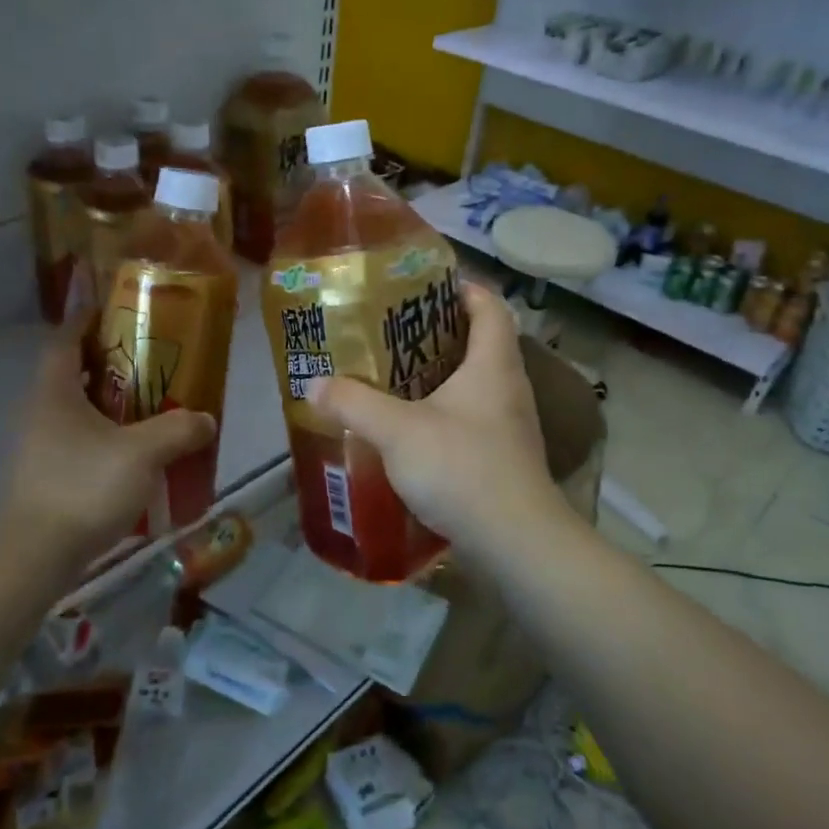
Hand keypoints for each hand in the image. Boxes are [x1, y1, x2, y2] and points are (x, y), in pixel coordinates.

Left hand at [0, 328, 215, 573]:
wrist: (36, 556)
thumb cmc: (83, 488)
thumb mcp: (142, 453)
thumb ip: (178, 430)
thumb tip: (206, 419)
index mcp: (55, 392)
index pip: (65, 338)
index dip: (87, 318)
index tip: (116, 309)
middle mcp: (41, 411)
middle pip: (72, 370)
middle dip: (108, 359)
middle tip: (149, 356)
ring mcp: (40, 445)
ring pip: (77, 407)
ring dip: (108, 399)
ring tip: (150, 400)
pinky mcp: (47, 474)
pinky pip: (79, 438)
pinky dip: (105, 432)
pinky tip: (134, 449)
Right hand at [304, 283, 568, 556]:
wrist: (514, 542)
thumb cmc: (461, 467)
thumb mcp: (396, 430)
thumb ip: (353, 403)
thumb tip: (313, 383)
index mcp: (493, 364)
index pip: (490, 306)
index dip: (462, 289)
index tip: (424, 286)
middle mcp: (509, 387)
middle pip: (480, 343)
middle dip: (439, 333)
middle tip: (392, 332)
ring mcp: (510, 425)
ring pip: (475, 384)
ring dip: (440, 376)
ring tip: (394, 377)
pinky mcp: (503, 458)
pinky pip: (472, 419)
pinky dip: (444, 414)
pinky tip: (411, 430)